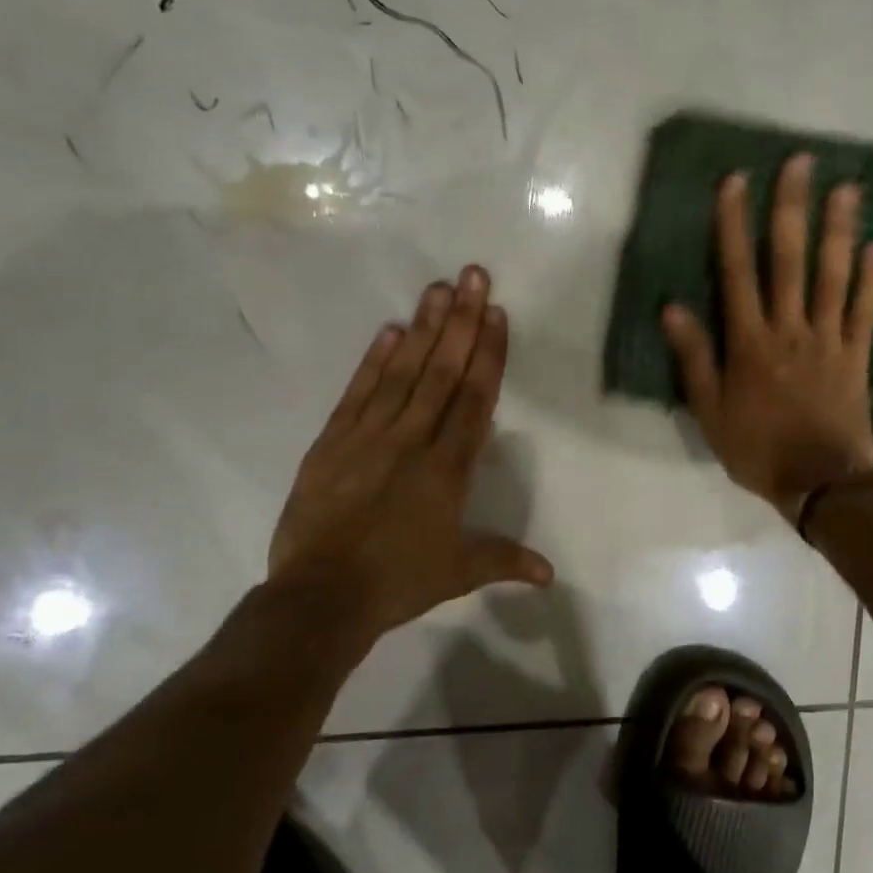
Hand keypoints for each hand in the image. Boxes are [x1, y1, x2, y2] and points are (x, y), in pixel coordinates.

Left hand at [267, 266, 553, 641]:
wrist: (321, 597)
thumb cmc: (398, 582)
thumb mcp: (459, 573)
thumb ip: (505, 560)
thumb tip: (550, 574)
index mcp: (448, 468)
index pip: (475, 399)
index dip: (488, 354)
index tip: (496, 314)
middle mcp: (412, 440)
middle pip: (442, 372)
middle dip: (461, 321)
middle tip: (473, 275)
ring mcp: (369, 436)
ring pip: (403, 373)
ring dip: (423, 328)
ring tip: (438, 288)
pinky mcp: (332, 442)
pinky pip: (358, 392)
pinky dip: (374, 360)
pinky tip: (390, 331)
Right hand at [661, 153, 872, 519]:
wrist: (819, 483)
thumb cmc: (757, 450)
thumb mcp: (710, 412)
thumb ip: (695, 359)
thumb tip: (672, 308)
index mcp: (750, 343)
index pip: (738, 272)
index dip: (734, 225)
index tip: (736, 181)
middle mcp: (790, 329)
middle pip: (790, 260)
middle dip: (792, 209)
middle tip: (801, 162)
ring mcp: (829, 340)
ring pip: (833, 275)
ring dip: (839, 230)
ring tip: (847, 188)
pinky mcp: (858, 357)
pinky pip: (866, 311)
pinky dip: (872, 278)